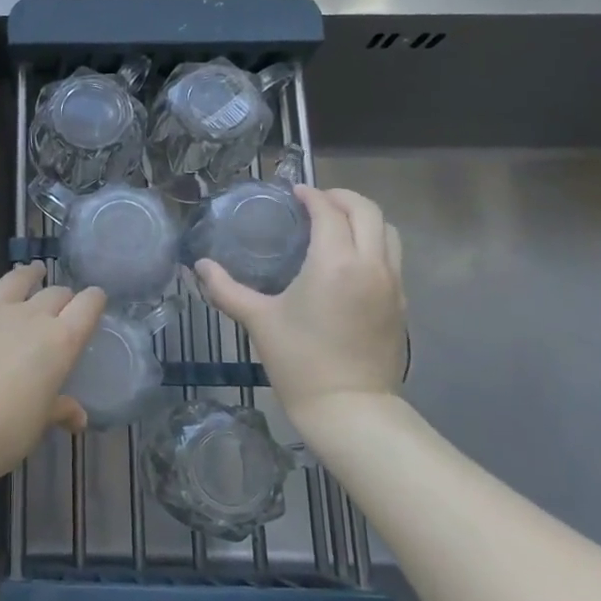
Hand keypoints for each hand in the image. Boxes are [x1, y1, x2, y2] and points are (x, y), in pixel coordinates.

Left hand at [0, 259, 106, 519]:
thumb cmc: (4, 432)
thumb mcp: (39, 423)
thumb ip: (59, 410)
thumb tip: (78, 417)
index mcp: (60, 342)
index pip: (87, 308)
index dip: (94, 301)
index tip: (95, 300)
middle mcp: (31, 316)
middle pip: (54, 294)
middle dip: (61, 296)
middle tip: (60, 303)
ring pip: (17, 280)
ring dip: (28, 274)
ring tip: (34, 270)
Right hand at [194, 186, 405, 419]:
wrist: (349, 408)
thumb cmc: (299, 360)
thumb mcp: (258, 321)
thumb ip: (226, 289)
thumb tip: (200, 267)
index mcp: (335, 262)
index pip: (329, 211)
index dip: (311, 195)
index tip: (294, 193)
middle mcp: (371, 264)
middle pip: (367, 211)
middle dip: (341, 198)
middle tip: (315, 201)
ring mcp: (392, 284)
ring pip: (388, 232)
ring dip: (363, 219)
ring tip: (336, 225)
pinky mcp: (400, 304)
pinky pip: (392, 257)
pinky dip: (373, 243)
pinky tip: (348, 261)